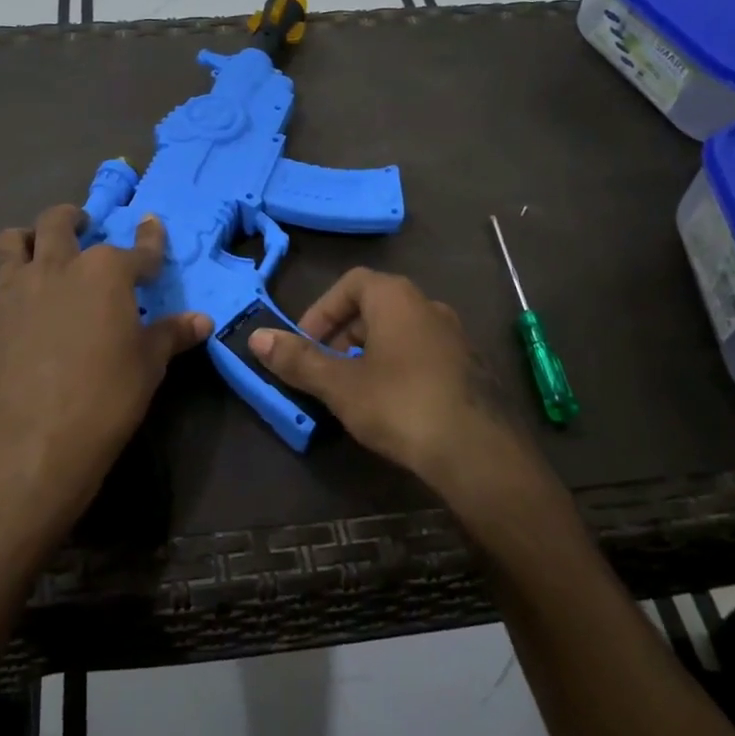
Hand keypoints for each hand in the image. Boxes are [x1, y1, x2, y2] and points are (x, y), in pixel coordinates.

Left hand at [0, 206, 210, 541]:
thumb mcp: (148, 366)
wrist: (32, 442)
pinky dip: (6, 304)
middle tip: (81, 226)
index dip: (149, 238)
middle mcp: (56, 268)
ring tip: (36, 252)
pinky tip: (13, 328)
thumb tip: (201, 320)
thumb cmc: (105, 398)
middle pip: (59, 222)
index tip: (151, 225)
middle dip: (73, 218)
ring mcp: (11, 292)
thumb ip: (171, 335)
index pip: (137, 249)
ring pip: (11, 243)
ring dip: (27, 241)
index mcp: (104, 273)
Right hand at [246, 268, 516, 485]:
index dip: (321, 310)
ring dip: (368, 354)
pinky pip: (421, 354)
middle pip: (374, 307)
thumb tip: (256, 337)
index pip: (350, 283)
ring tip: (352, 391)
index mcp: (397, 298)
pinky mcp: (470, 367)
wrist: (478, 452)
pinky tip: (390, 406)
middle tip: (324, 371)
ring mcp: (455, 336)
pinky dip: (397, 368)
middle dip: (342, 335)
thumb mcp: (339, 385)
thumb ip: (298, 360)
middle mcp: (429, 306)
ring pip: (398, 333)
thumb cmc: (400, 405)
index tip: (306, 344)